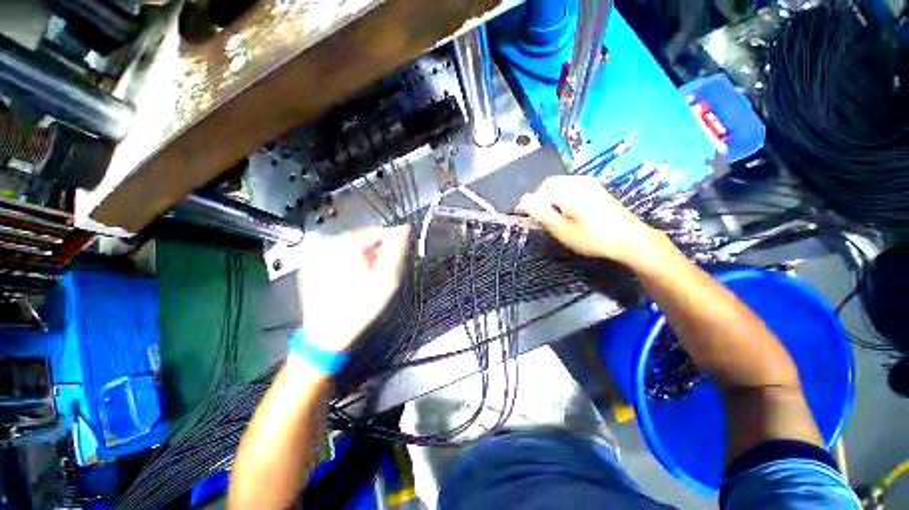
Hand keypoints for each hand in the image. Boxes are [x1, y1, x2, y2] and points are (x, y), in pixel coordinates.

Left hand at [296, 225, 409, 350]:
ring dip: (364, 259)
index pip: (376, 231)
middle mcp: (327, 247)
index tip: (401, 256)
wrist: (327, 339)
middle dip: (377, 252)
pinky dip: (349, 266)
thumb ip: (397, 252)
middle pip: (362, 240)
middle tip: (385, 271)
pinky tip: (354, 282)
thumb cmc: (361, 308)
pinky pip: (336, 260)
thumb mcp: (386, 280)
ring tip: (370, 278)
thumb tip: (405, 228)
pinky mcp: (311, 271)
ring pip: (349, 250)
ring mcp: (316, 259)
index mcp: (346, 246)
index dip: (392, 242)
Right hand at [517, 176, 663, 268]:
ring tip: (554, 217)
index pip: (538, 194)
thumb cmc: (593, 238)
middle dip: (540, 200)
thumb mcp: (562, 230)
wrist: (630, 240)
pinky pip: (570, 186)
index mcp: (568, 191)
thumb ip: (541, 213)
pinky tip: (568, 211)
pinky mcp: (595, 187)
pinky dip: (562, 196)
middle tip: (541, 219)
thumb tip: (524, 201)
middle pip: (548, 185)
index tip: (526, 219)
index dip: (528, 205)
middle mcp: (577, 181)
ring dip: (550, 198)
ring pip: (559, 185)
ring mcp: (588, 182)